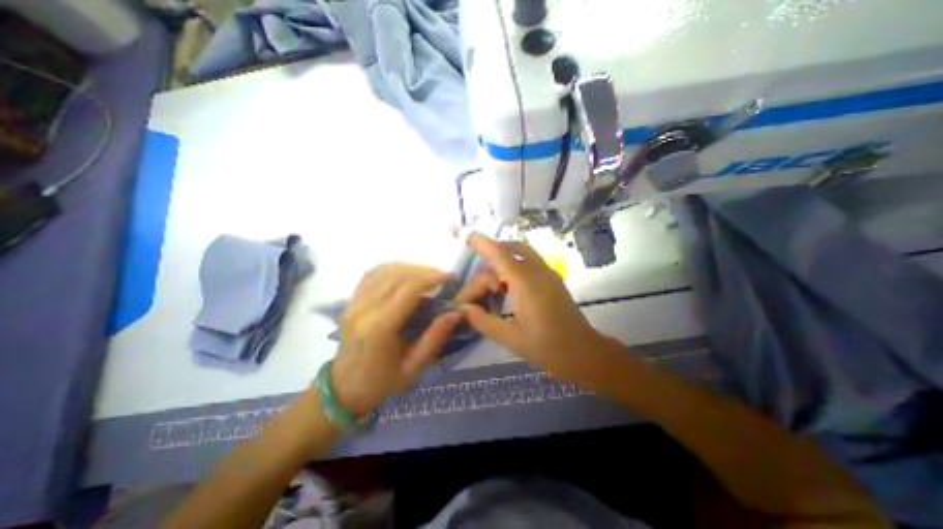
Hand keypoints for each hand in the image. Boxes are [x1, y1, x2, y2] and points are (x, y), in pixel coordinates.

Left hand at [330, 265, 463, 416]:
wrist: (343, 388)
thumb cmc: (382, 382)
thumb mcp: (413, 367)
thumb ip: (434, 338)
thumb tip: (455, 312)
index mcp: (379, 328)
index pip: (408, 289)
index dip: (431, 278)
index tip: (449, 278)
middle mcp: (363, 310)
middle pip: (397, 275)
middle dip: (424, 271)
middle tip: (443, 278)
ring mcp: (353, 302)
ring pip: (385, 270)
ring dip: (410, 268)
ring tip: (428, 276)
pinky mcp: (350, 300)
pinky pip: (373, 274)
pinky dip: (393, 269)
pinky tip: (406, 274)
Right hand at [461, 235, 623, 383]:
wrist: (584, 353)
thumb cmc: (547, 347)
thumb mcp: (510, 338)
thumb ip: (482, 321)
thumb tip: (463, 308)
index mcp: (526, 283)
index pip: (499, 255)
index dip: (480, 243)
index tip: (464, 233)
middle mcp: (538, 271)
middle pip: (508, 252)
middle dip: (488, 262)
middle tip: (478, 288)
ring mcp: (547, 273)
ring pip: (520, 253)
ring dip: (501, 261)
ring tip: (490, 286)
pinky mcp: (552, 279)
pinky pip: (528, 262)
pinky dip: (512, 266)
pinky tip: (505, 287)